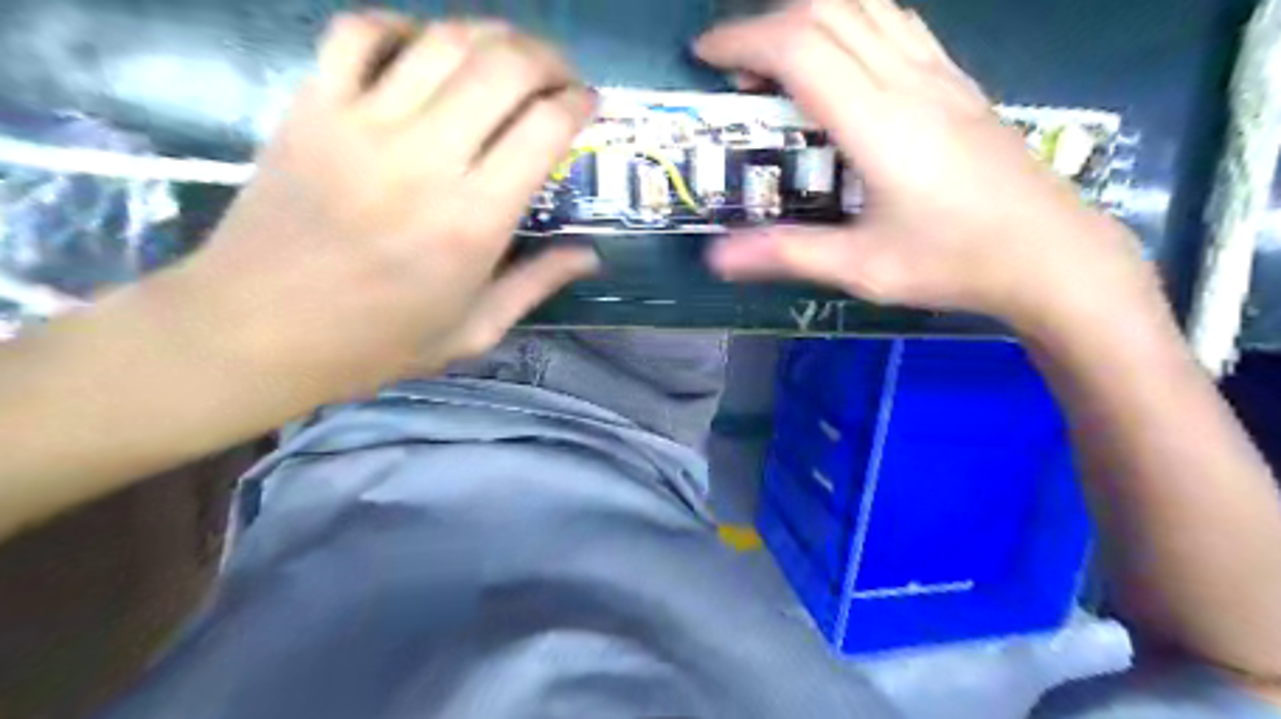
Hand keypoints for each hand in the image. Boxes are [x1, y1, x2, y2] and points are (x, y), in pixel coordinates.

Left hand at [172, 12, 598, 399]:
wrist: (257, 331)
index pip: (543, 128)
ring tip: (508, 57)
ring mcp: (362, 124)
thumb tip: (590, 255)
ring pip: (442, 40)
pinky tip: (423, 51)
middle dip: (547, 58)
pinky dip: (402, 28)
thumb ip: (537, 283)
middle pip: (502, 66)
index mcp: (474, 220)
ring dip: (490, 35)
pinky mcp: (312, 107)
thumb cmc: (378, 341)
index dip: (577, 104)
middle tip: (559, 75)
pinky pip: (361, 34)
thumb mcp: (474, 329)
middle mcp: (426, 159)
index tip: (589, 105)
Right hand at [700, 0, 1152, 329]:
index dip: (743, 41)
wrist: (1052, 254)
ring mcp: (939, 73)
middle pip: (827, 8)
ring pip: (866, 2)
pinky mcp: (957, 81)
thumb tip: (716, 259)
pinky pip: (896, 20)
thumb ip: (785, 253)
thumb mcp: (862, 267)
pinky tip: (838, 56)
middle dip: (766, 23)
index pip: (800, 47)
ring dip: (810, 13)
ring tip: (777, 57)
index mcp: (879, 123)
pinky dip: (851, 18)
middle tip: (734, 66)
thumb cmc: (955, 263)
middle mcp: (909, 81)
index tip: (705, 59)